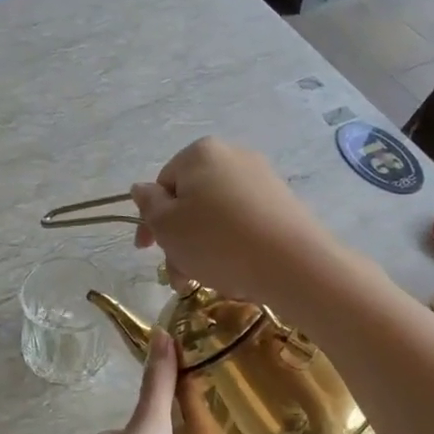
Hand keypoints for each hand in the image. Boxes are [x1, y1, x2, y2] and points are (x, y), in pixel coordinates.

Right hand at [129, 138, 338, 308]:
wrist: (292, 263)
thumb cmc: (216, 241)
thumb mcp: (167, 226)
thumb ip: (148, 205)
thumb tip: (142, 189)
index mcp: (200, 153)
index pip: (162, 184)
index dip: (150, 220)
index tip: (146, 251)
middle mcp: (233, 156)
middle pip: (191, 201)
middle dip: (179, 241)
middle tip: (179, 277)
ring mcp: (262, 179)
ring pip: (216, 216)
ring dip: (202, 249)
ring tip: (205, 281)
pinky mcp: (283, 204)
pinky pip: (244, 223)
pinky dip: (231, 246)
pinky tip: (233, 272)